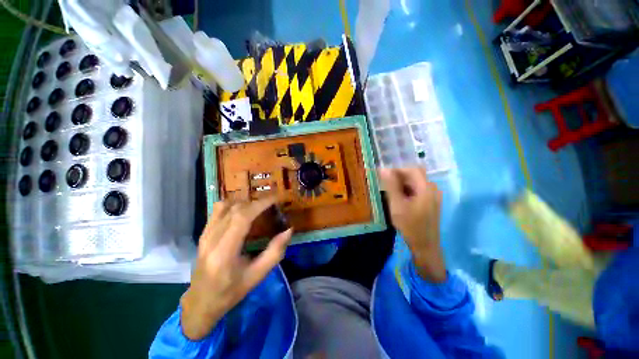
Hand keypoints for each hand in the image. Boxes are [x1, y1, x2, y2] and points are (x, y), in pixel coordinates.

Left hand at [180, 198, 292, 339]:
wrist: (201, 302)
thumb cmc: (230, 292)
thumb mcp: (257, 276)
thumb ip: (275, 252)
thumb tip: (289, 231)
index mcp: (224, 252)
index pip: (242, 217)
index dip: (261, 204)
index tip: (276, 198)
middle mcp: (211, 239)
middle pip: (235, 209)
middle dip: (257, 202)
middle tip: (272, 204)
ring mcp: (205, 234)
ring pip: (226, 206)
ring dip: (246, 202)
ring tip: (259, 207)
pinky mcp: (203, 233)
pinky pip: (218, 210)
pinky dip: (234, 204)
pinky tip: (244, 211)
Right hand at [379, 168, 445, 282]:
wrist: (425, 246)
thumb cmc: (410, 226)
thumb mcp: (397, 205)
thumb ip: (391, 186)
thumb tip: (384, 169)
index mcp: (426, 188)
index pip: (412, 170)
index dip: (396, 170)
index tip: (383, 175)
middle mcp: (432, 189)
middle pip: (414, 175)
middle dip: (398, 177)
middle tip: (385, 184)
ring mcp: (433, 196)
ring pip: (415, 183)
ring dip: (402, 184)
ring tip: (390, 192)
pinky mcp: (431, 202)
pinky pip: (417, 190)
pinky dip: (407, 190)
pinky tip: (399, 198)